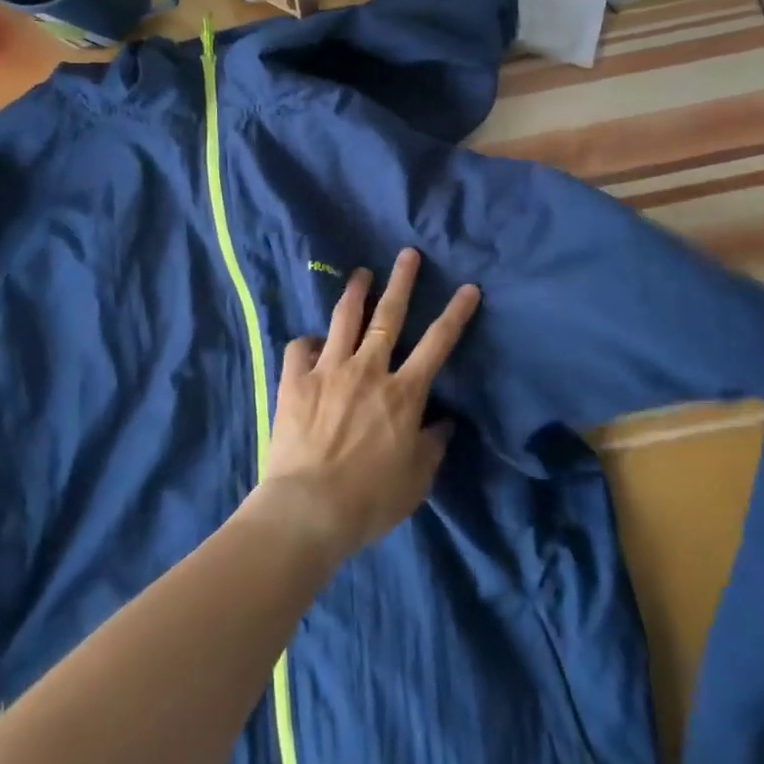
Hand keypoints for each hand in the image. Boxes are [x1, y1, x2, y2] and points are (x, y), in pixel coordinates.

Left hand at [261, 248, 480, 563]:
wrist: (308, 509)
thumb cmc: (370, 500)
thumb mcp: (417, 480)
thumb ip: (433, 445)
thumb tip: (443, 421)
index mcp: (403, 393)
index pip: (438, 344)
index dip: (456, 313)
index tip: (468, 287)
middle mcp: (368, 370)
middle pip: (389, 316)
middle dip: (402, 281)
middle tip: (407, 254)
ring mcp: (329, 370)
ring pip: (344, 319)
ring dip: (355, 292)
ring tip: (361, 274)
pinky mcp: (295, 381)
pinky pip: (300, 348)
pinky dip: (308, 342)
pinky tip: (312, 344)